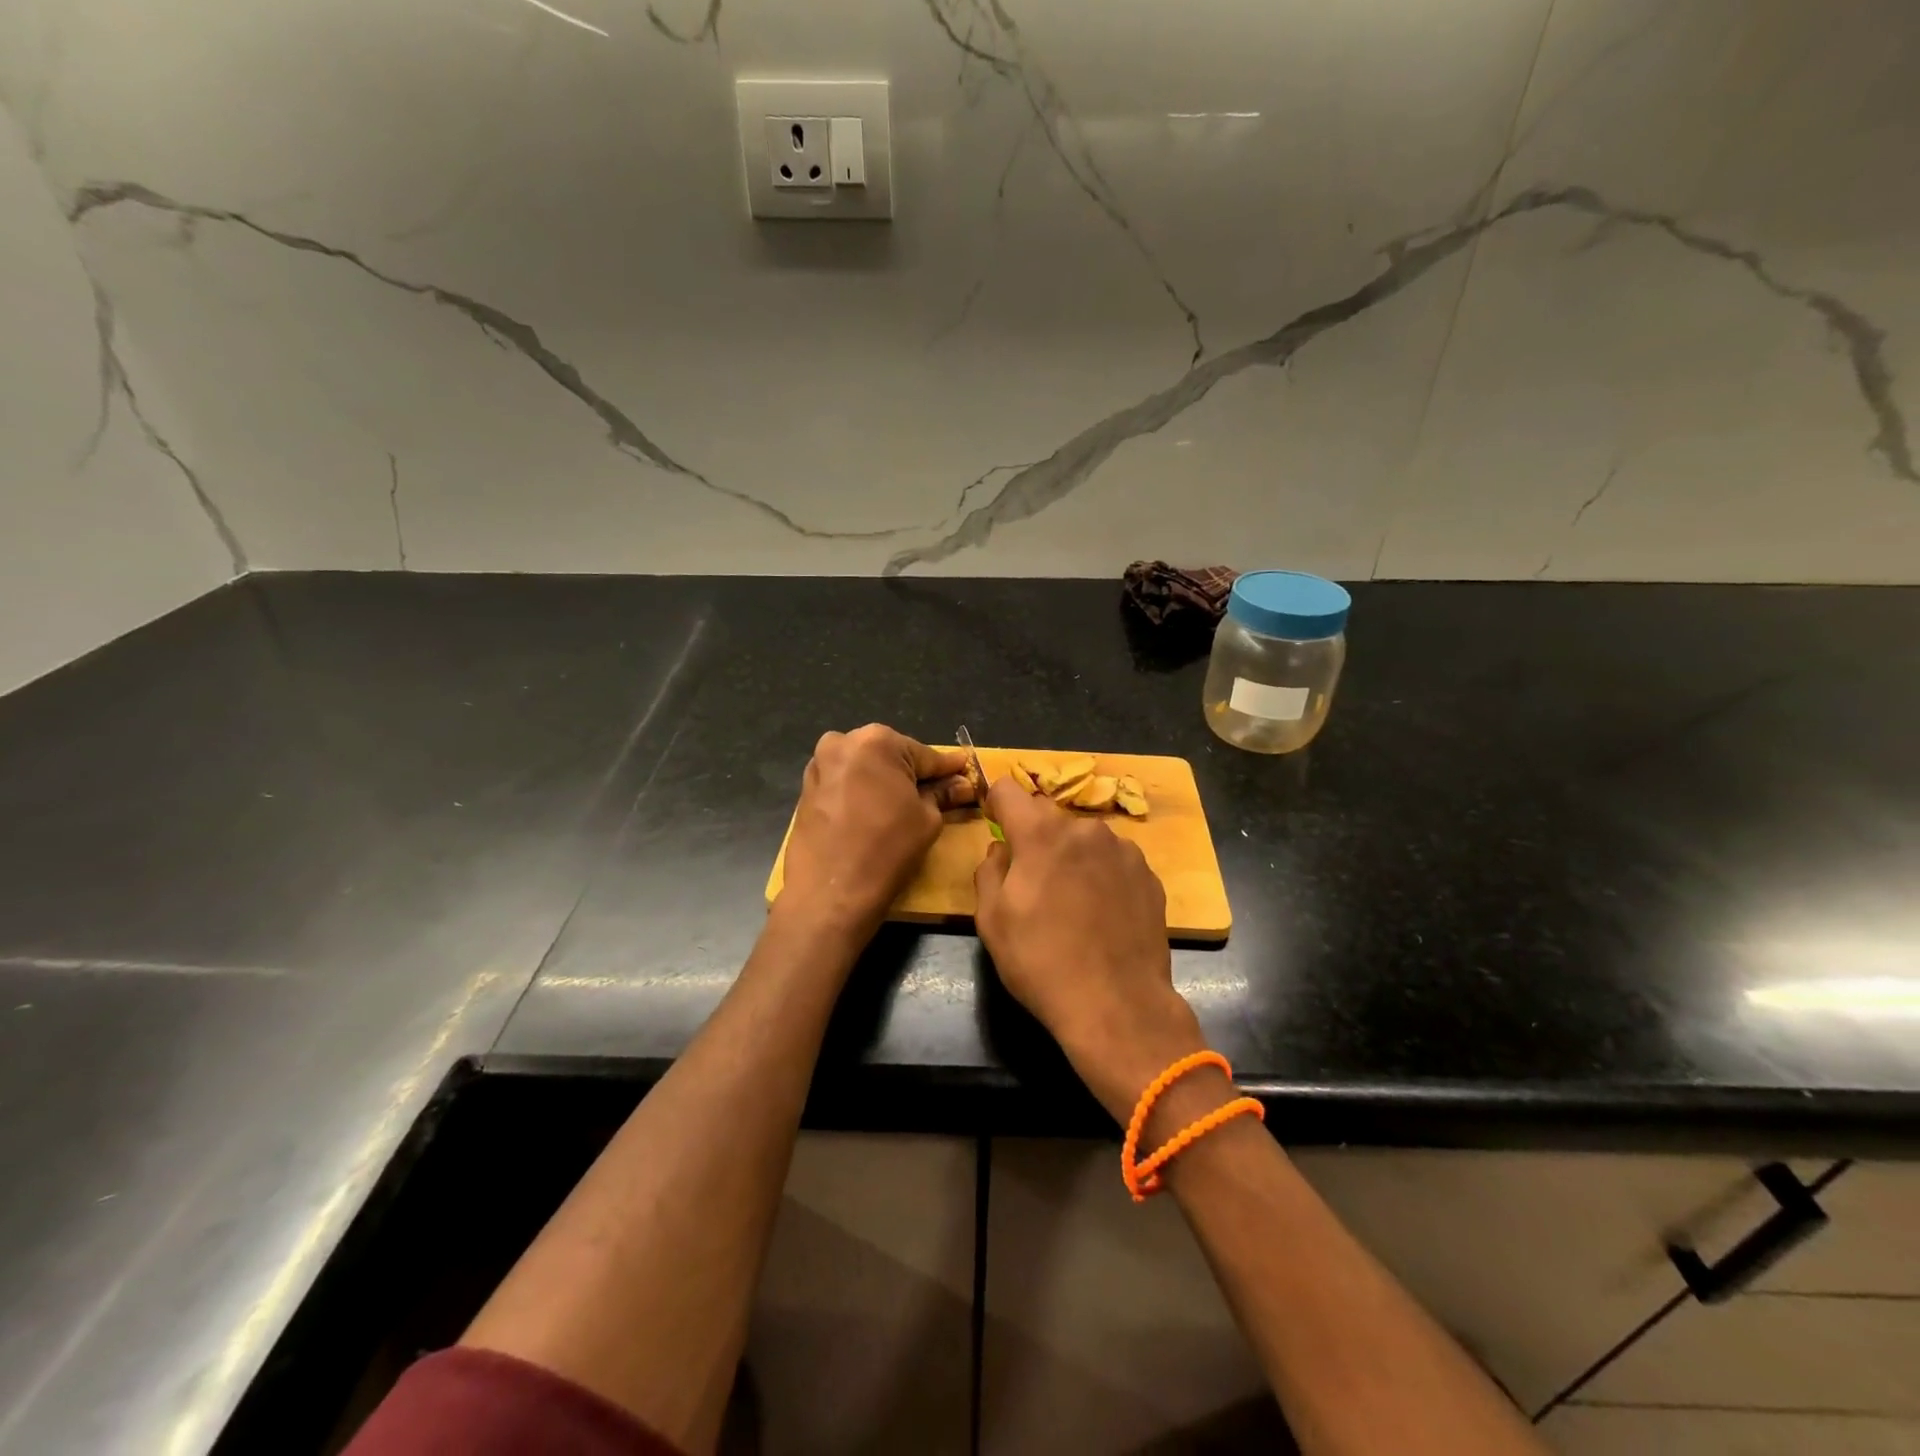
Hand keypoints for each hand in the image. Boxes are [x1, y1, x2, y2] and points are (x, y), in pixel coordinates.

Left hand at [778, 725, 971, 941]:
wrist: (830, 892)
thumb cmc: (887, 850)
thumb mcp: (927, 820)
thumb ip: (943, 794)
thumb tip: (961, 785)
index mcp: (877, 740)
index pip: (925, 755)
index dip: (948, 769)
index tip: (966, 773)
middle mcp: (843, 742)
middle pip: (892, 756)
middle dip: (914, 774)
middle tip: (939, 794)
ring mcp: (820, 764)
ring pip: (866, 768)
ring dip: (886, 782)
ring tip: (906, 806)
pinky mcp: (806, 789)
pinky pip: (845, 783)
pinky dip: (863, 792)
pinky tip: (876, 813)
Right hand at [973, 779, 1217, 1127]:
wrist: (1117, 1005)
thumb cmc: (1042, 962)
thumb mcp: (992, 920)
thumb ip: (989, 870)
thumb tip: (1000, 850)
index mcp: (1041, 832)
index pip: (1008, 789)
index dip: (996, 805)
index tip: (996, 827)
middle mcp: (1085, 828)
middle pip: (1048, 817)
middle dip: (1035, 838)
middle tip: (1033, 882)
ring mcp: (1123, 849)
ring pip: (1083, 839)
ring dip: (1072, 856)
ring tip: (1073, 903)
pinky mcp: (1148, 874)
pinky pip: (1112, 860)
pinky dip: (1101, 875)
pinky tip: (1102, 914)